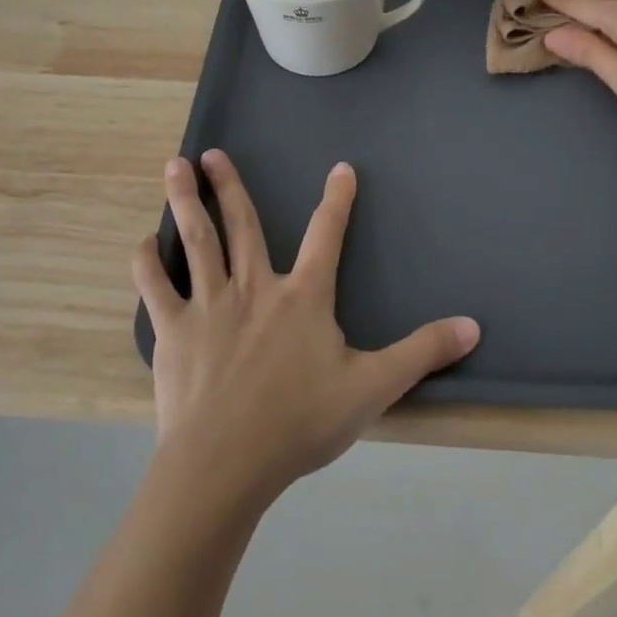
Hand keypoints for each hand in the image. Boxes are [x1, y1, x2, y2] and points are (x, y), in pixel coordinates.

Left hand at [132, 150, 480, 506]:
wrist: (226, 464)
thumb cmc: (300, 423)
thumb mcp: (373, 387)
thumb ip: (422, 353)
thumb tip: (474, 326)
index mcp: (304, 296)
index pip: (328, 235)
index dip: (338, 200)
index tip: (341, 168)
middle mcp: (255, 287)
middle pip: (243, 225)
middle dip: (229, 186)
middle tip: (212, 153)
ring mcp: (210, 305)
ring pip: (198, 240)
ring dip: (185, 201)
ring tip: (174, 166)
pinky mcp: (174, 331)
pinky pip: (157, 288)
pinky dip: (148, 263)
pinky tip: (142, 242)